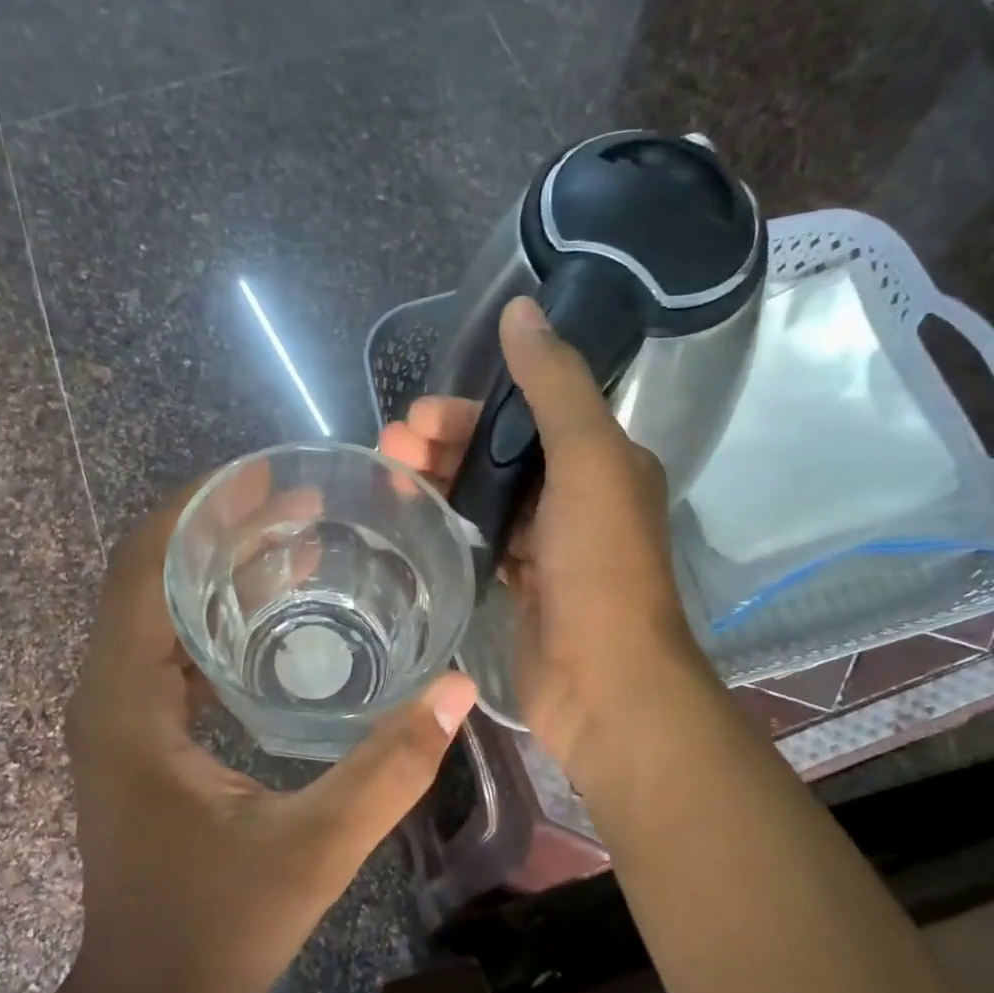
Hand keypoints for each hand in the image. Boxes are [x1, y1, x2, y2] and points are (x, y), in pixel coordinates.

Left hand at [63, 487, 475, 992]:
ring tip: (301, 542)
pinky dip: (218, 617)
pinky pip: (171, 650)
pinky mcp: (139, 739)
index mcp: (126, 702)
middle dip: (219, 529)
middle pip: (149, 576)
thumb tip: (458, 687)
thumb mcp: (314, 849)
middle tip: (304, 505)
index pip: (143, 567)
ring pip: (159, 611)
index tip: (268, 476)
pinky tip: (281, 618)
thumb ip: (390, 767)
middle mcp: (108, 694)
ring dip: (220, 570)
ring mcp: (119, 718)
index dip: (198, 508)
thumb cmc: (214, 933)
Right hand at [378, 296, 704, 774]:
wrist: (606, 683)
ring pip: (488, 500)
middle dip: (445, 446)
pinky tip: (413, 525)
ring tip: (387, 481)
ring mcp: (552, 549)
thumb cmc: (600, 570)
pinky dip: (451, 529)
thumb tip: (523, 309)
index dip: (470, 411)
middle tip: (388, 448)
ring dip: (442, 484)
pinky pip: (484, 543)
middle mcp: (581, 499)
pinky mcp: (526, 590)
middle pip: (502, 457)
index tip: (416, 418)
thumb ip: (556, 385)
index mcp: (604, 462)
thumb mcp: (588, 462)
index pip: (528, 415)